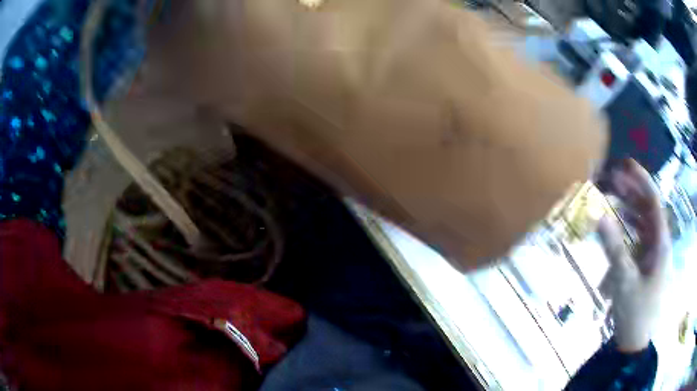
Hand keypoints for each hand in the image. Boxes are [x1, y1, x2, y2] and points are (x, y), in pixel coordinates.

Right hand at [598, 159, 671, 352]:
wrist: (635, 343)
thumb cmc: (635, 312)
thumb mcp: (624, 280)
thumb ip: (612, 246)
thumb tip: (597, 214)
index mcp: (660, 242)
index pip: (653, 201)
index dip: (641, 180)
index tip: (624, 164)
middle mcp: (659, 242)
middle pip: (647, 208)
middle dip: (631, 192)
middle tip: (611, 180)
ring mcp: (653, 254)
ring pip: (642, 222)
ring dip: (628, 209)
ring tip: (612, 199)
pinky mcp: (645, 264)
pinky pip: (637, 238)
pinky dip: (627, 230)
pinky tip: (616, 227)